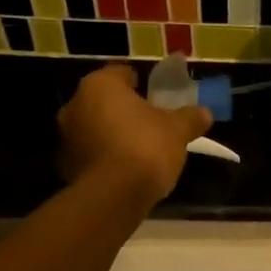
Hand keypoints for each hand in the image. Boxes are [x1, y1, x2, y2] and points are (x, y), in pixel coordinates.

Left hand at [58, 65, 211, 209]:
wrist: (112, 197)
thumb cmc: (145, 148)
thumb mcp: (178, 130)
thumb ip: (191, 117)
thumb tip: (204, 112)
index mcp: (100, 85)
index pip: (121, 73)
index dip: (141, 83)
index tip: (158, 96)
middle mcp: (75, 105)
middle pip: (105, 101)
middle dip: (125, 109)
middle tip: (151, 122)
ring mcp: (65, 137)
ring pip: (95, 127)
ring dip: (113, 133)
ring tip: (140, 148)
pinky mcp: (66, 166)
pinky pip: (91, 153)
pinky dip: (106, 156)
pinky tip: (126, 169)